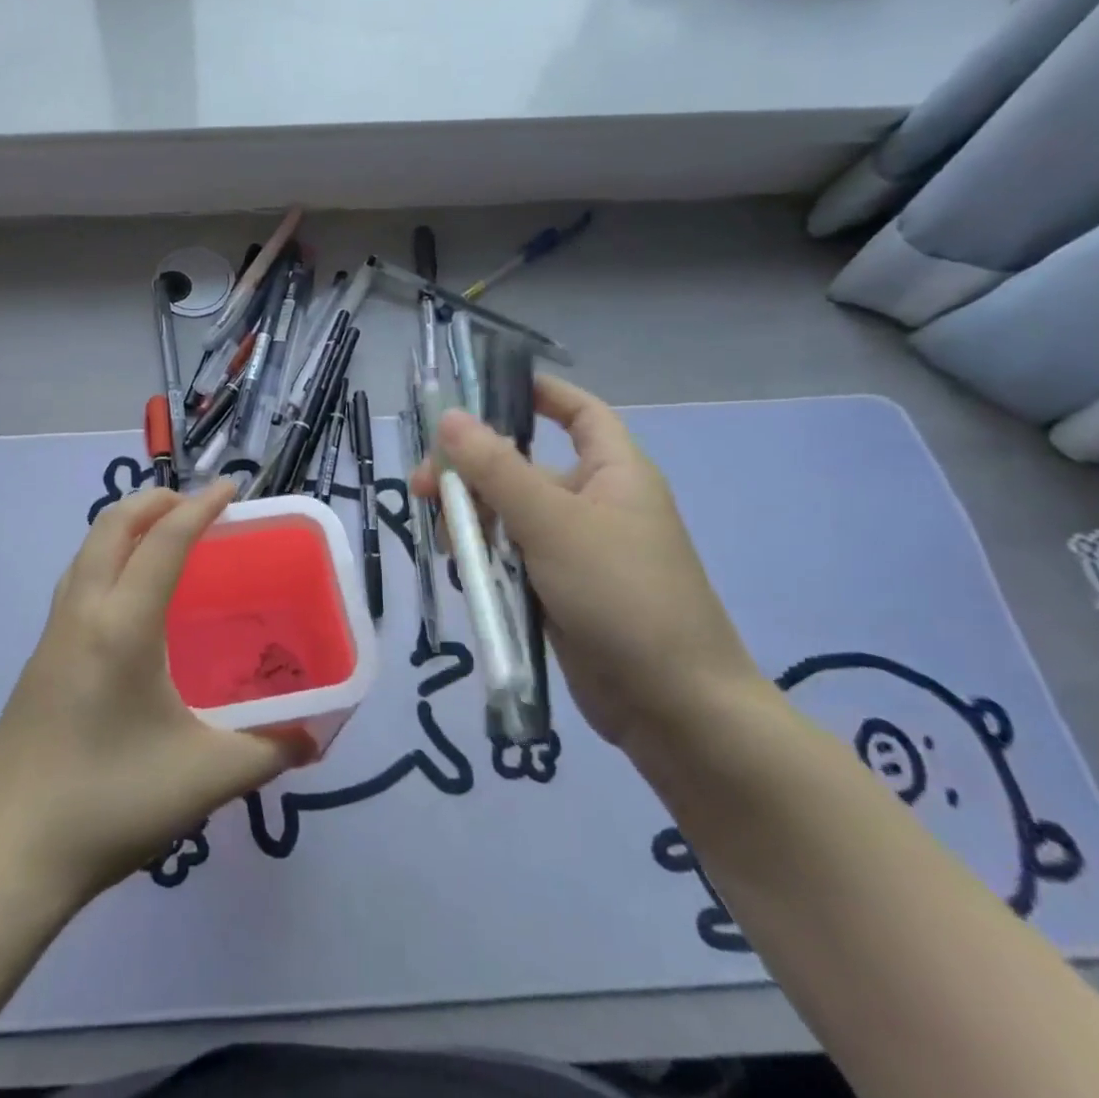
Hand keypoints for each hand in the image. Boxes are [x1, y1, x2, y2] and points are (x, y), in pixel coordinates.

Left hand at [0, 480, 303, 903]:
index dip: (200, 507)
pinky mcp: (37, 660)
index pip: (165, 542)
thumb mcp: (205, 779)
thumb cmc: (111, 805)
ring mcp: (51, 635)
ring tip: (162, 538)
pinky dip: (105, 559)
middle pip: (111, 526)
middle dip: (154, 502)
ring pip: (86, 551)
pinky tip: (126, 599)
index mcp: (122, 626)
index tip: (231, 488)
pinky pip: (75, 582)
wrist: (7, 856)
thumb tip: (312, 737)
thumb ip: (268, 751)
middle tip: (195, 505)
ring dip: (124, 526)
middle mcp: (82, 614)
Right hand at [412, 376, 771, 759]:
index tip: (481, 390)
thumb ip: (497, 469)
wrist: (674, 708)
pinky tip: (462, 568)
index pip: (578, 412)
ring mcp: (576, 548)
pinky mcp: (559, 588)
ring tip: (445, 538)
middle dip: (473, 470)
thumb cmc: (622, 595)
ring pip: (510, 514)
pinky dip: (485, 557)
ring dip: (473, 518)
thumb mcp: (553, 523)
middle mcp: (595, 502)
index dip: (538, 393)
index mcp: (613, 471)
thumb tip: (448, 416)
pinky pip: (512, 556)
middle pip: (523, 466)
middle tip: (425, 486)